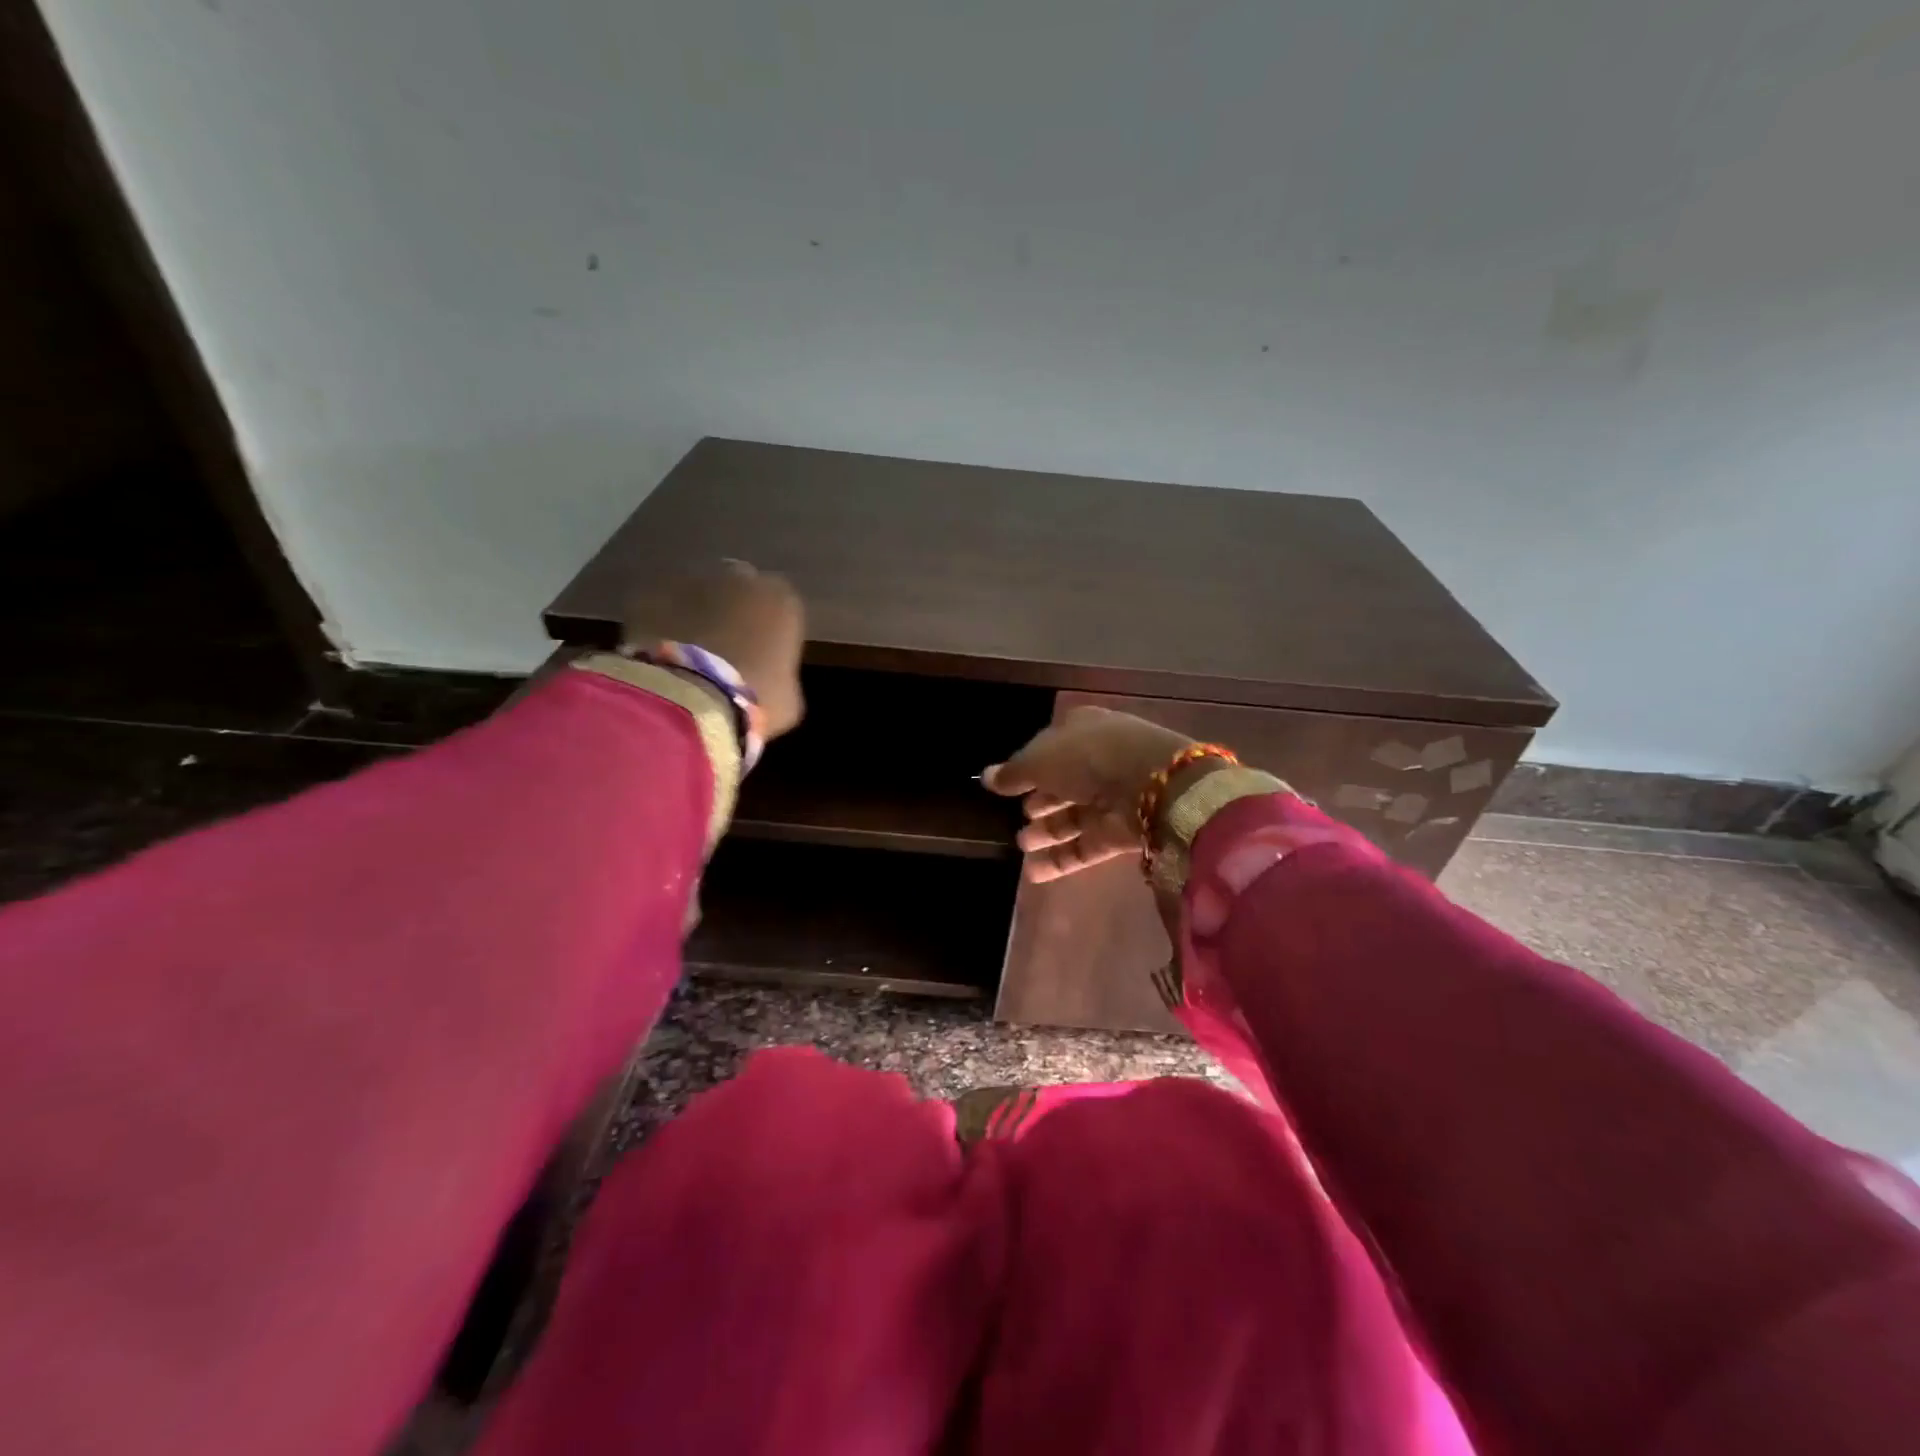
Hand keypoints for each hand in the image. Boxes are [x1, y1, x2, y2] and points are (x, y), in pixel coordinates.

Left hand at [621, 561, 805, 737]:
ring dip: (692, 613)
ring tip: (685, 653)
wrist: (690, 703)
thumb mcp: (788, 697)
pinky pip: (655, 606)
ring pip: (694, 592)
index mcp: (781, 600)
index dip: (769, 629)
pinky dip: (656, 623)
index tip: (762, 655)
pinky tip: (654, 653)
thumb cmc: (754, 702)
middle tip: (722, 649)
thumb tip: (768, 677)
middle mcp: (739, 578)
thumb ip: (780, 674)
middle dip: (731, 610)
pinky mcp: (647, 593)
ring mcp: (689, 581)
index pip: (780, 606)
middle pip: (737, 588)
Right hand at [983, 707, 1194, 880]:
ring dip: (1047, 832)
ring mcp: (1112, 799)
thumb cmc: (1087, 758)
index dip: (1029, 766)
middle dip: (1040, 802)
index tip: (1007, 785)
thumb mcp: (1040, 760)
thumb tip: (986, 777)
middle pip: (1063, 784)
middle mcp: (1098, 762)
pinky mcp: (1120, 833)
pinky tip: (1034, 873)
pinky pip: (1085, 847)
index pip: (1050, 748)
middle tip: (1018, 818)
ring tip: (1021, 844)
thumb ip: (1013, 772)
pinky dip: (1061, 860)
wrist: (1150, 785)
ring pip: (1073, 817)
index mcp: (1082, 731)